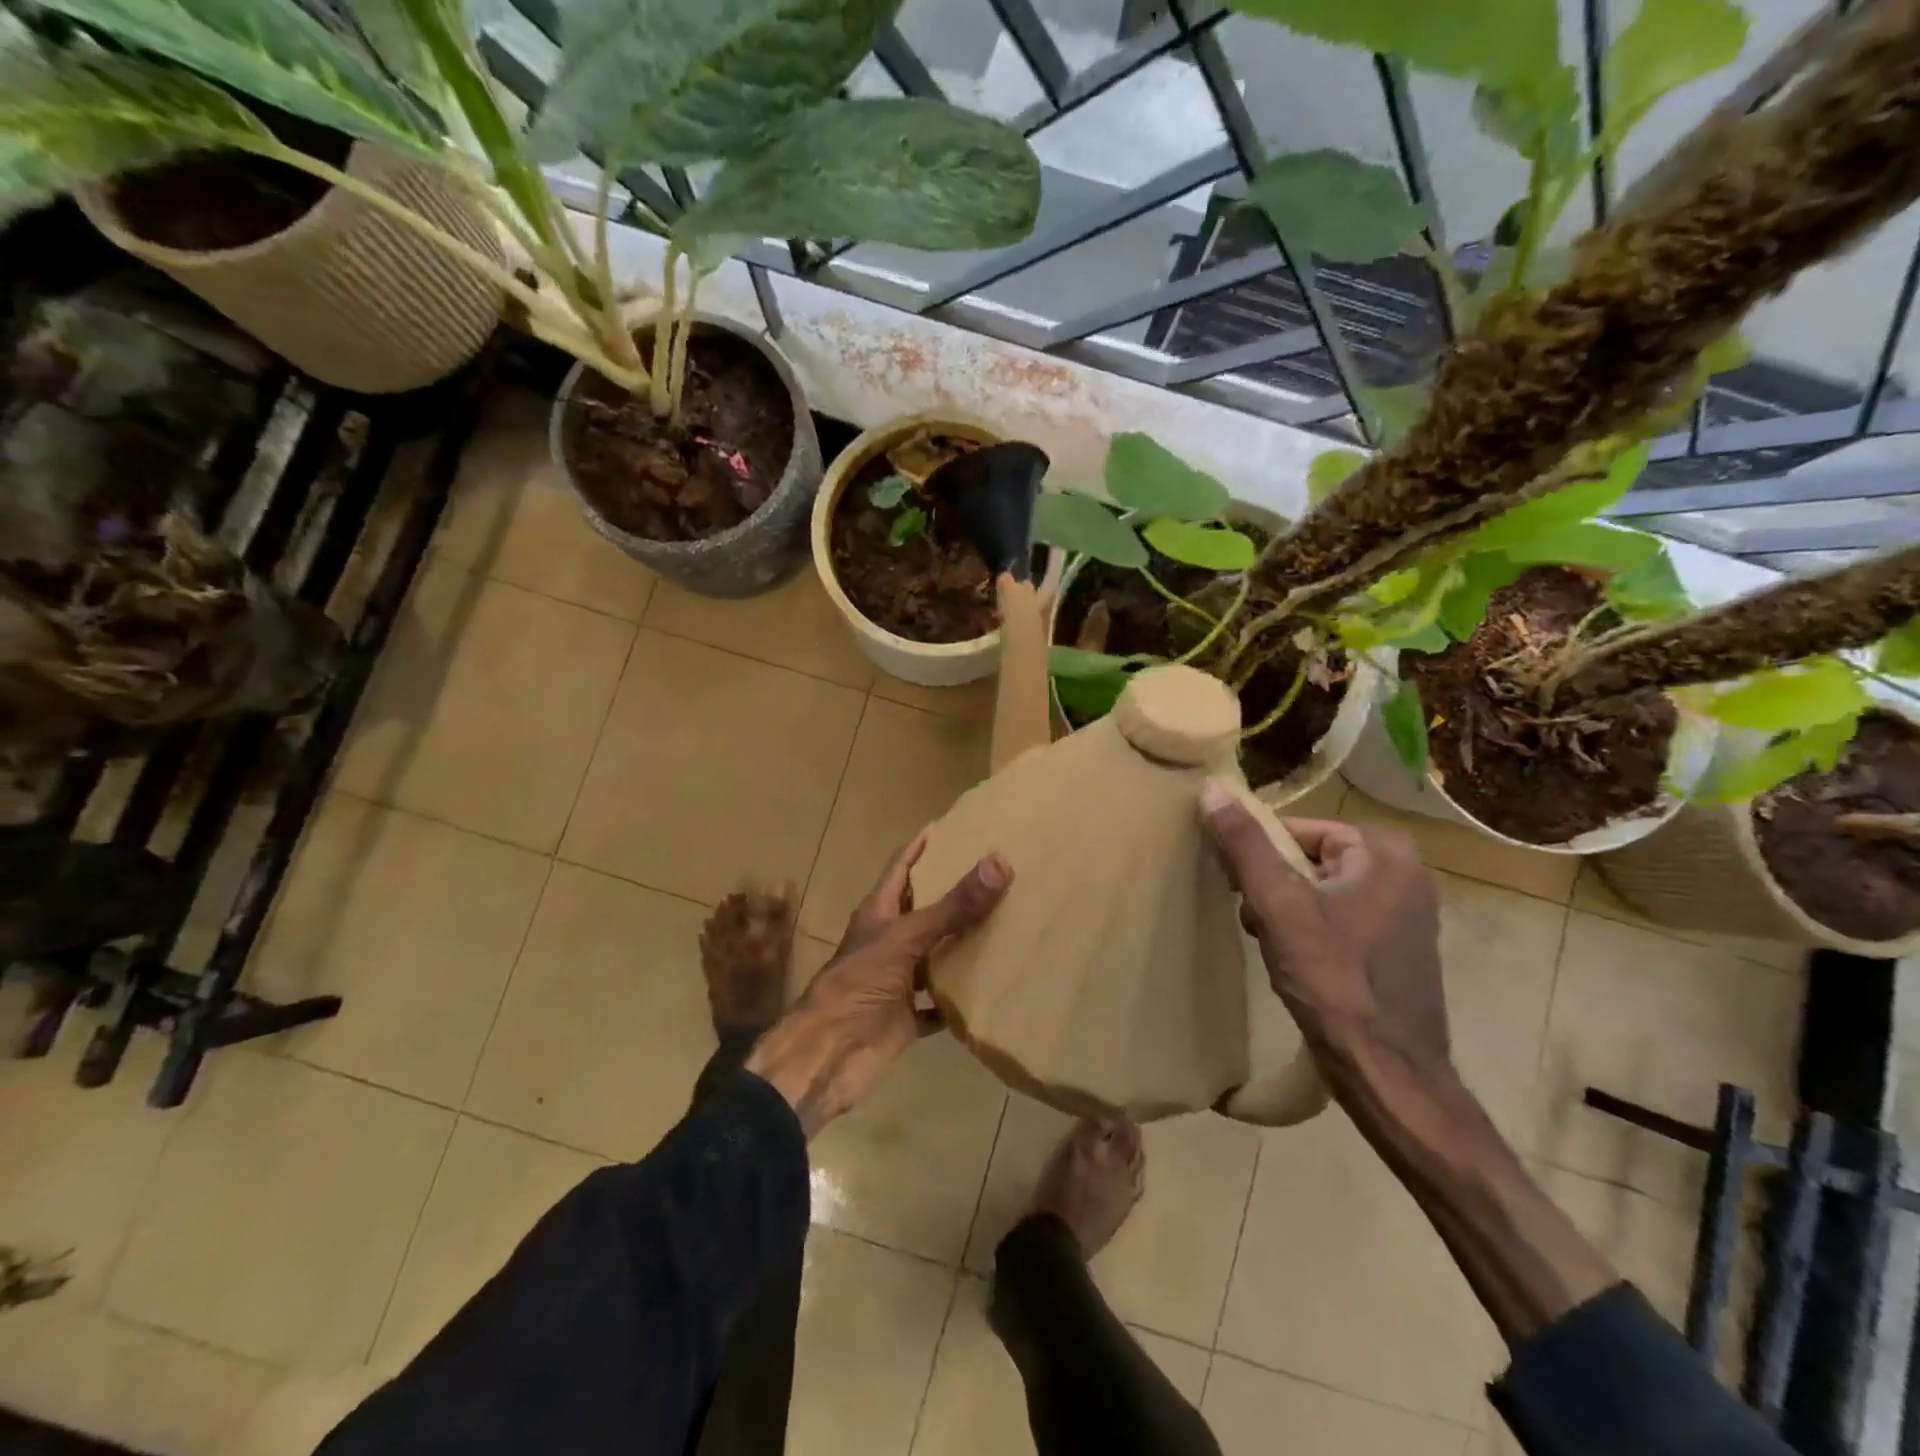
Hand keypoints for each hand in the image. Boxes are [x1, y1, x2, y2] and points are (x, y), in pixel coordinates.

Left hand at [745, 828, 1010, 1136]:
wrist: (828, 1056)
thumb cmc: (858, 985)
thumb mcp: (907, 938)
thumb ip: (953, 905)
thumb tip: (999, 861)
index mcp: (879, 913)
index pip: (902, 866)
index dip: (922, 845)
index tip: (951, 825)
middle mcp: (888, 941)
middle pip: (922, 908)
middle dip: (952, 891)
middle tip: (995, 872)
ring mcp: (897, 980)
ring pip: (934, 954)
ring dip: (961, 943)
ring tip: (1005, 922)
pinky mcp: (906, 1016)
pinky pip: (940, 1002)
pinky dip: (960, 997)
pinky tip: (992, 987)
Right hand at [1199, 781, 1447, 1075]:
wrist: (1387, 1070)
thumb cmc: (1333, 979)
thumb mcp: (1278, 904)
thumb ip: (1244, 844)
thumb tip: (1212, 787)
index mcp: (1384, 851)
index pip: (1297, 830)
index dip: (1260, 857)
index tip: (1239, 889)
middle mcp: (1406, 872)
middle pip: (1309, 860)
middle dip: (1273, 888)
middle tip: (1255, 921)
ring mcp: (1407, 912)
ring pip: (1321, 892)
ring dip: (1287, 913)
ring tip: (1272, 946)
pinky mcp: (1400, 948)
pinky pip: (1340, 919)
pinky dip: (1312, 933)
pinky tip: (1297, 964)